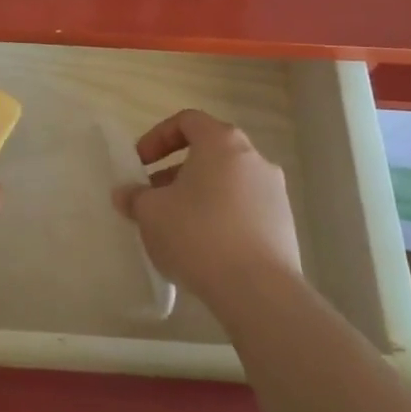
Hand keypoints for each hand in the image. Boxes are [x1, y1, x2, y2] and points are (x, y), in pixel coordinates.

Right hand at [111, 109, 300, 307]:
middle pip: (209, 152)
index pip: (188, 121)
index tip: (140, 163)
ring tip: (176, 226)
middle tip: (154, 196)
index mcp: (222, 142)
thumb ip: (135, 197)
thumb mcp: (150, 213)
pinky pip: (244, 210)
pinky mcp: (284, 226)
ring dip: (199, 195)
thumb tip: (125, 194)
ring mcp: (274, 193)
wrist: (258, 290)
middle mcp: (254, 159)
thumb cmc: (198, 234)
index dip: (158, 137)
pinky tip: (204, 248)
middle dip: (176, 171)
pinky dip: (221, 217)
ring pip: (228, 182)